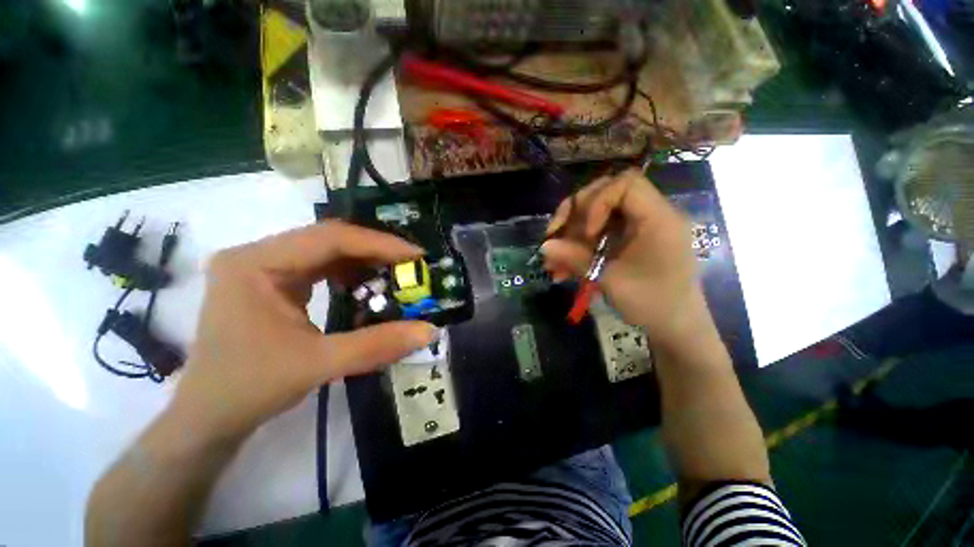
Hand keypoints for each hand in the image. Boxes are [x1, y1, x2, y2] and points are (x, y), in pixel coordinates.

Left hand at [168, 221, 436, 442]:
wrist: (208, 417)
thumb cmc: (249, 388)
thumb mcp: (317, 364)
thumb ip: (377, 345)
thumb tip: (430, 331)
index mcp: (255, 263)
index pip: (329, 237)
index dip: (379, 244)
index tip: (416, 256)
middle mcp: (257, 255)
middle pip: (329, 239)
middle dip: (375, 251)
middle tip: (411, 265)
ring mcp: (263, 267)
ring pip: (327, 251)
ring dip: (365, 261)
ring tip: (397, 273)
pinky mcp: (272, 282)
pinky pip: (320, 267)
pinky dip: (350, 274)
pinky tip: (369, 285)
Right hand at [541, 168, 702, 348]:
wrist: (676, 328)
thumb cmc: (653, 305)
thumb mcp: (611, 281)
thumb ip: (576, 259)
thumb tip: (544, 246)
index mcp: (658, 219)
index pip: (625, 184)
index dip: (597, 202)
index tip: (586, 233)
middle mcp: (650, 215)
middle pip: (606, 193)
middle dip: (575, 213)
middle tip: (554, 234)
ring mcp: (639, 228)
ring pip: (597, 215)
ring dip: (571, 234)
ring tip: (553, 260)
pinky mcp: (630, 241)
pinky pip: (600, 234)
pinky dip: (580, 247)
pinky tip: (563, 268)